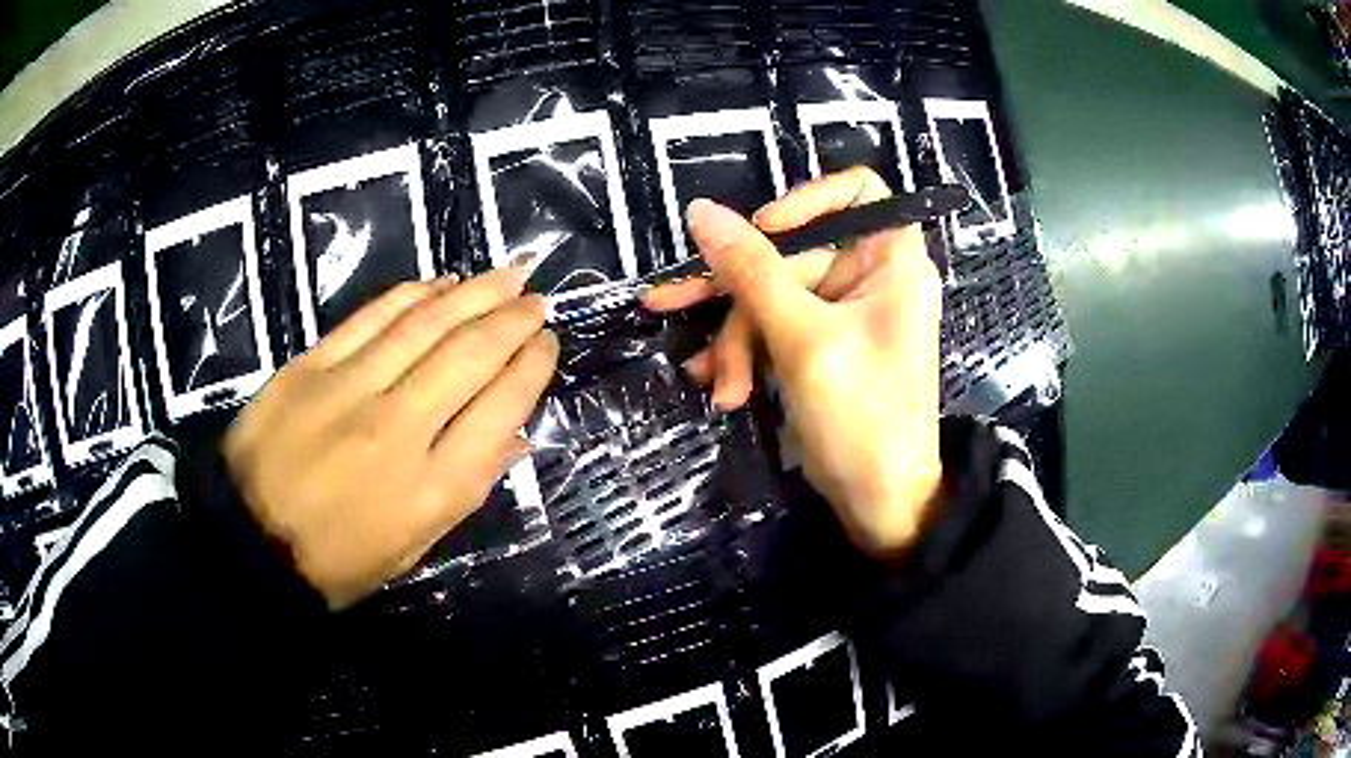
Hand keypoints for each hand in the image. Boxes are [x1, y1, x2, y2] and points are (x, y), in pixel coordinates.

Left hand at [223, 269, 557, 608]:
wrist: (249, 540)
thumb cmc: (338, 560)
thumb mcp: (414, 547)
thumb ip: (468, 487)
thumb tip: (517, 436)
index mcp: (432, 487)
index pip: (501, 409)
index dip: (532, 368)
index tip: (548, 342)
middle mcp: (400, 429)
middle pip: (470, 355)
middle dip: (514, 319)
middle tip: (539, 297)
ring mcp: (351, 389)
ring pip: (427, 325)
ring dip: (476, 293)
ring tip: (509, 273)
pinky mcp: (312, 365)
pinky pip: (373, 316)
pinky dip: (413, 294)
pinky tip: (441, 282)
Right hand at [644, 167, 942, 557]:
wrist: (879, 504)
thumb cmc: (862, 419)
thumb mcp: (802, 339)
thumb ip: (751, 270)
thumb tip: (701, 211)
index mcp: (891, 261)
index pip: (856, 192)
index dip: (806, 200)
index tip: (762, 230)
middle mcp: (870, 277)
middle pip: (792, 252)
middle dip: (739, 296)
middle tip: (674, 308)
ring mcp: (843, 313)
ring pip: (772, 294)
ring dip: (736, 337)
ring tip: (713, 382)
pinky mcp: (820, 345)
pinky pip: (773, 327)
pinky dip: (745, 353)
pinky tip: (716, 383)